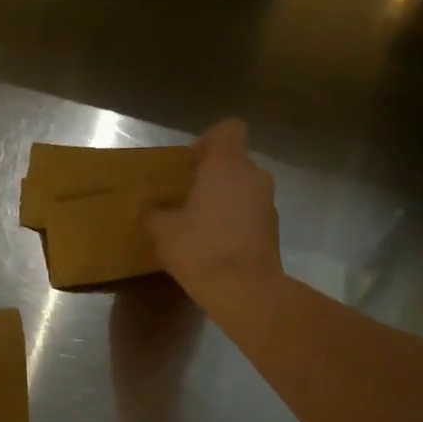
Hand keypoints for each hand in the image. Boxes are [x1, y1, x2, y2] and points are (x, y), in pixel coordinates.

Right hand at [147, 119, 282, 307]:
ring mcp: (267, 203)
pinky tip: (213, 245)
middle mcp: (253, 176)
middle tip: (186, 196)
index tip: (190, 163)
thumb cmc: (200, 249)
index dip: (209, 141)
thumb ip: (153, 214)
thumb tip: (149, 211)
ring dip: (223, 199)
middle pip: (234, 161)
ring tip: (198, 224)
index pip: (229, 130)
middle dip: (212, 175)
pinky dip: (234, 222)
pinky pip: (249, 213)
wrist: (245, 291)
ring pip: (243, 189)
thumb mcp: (161, 231)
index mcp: (227, 165)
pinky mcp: (272, 230)